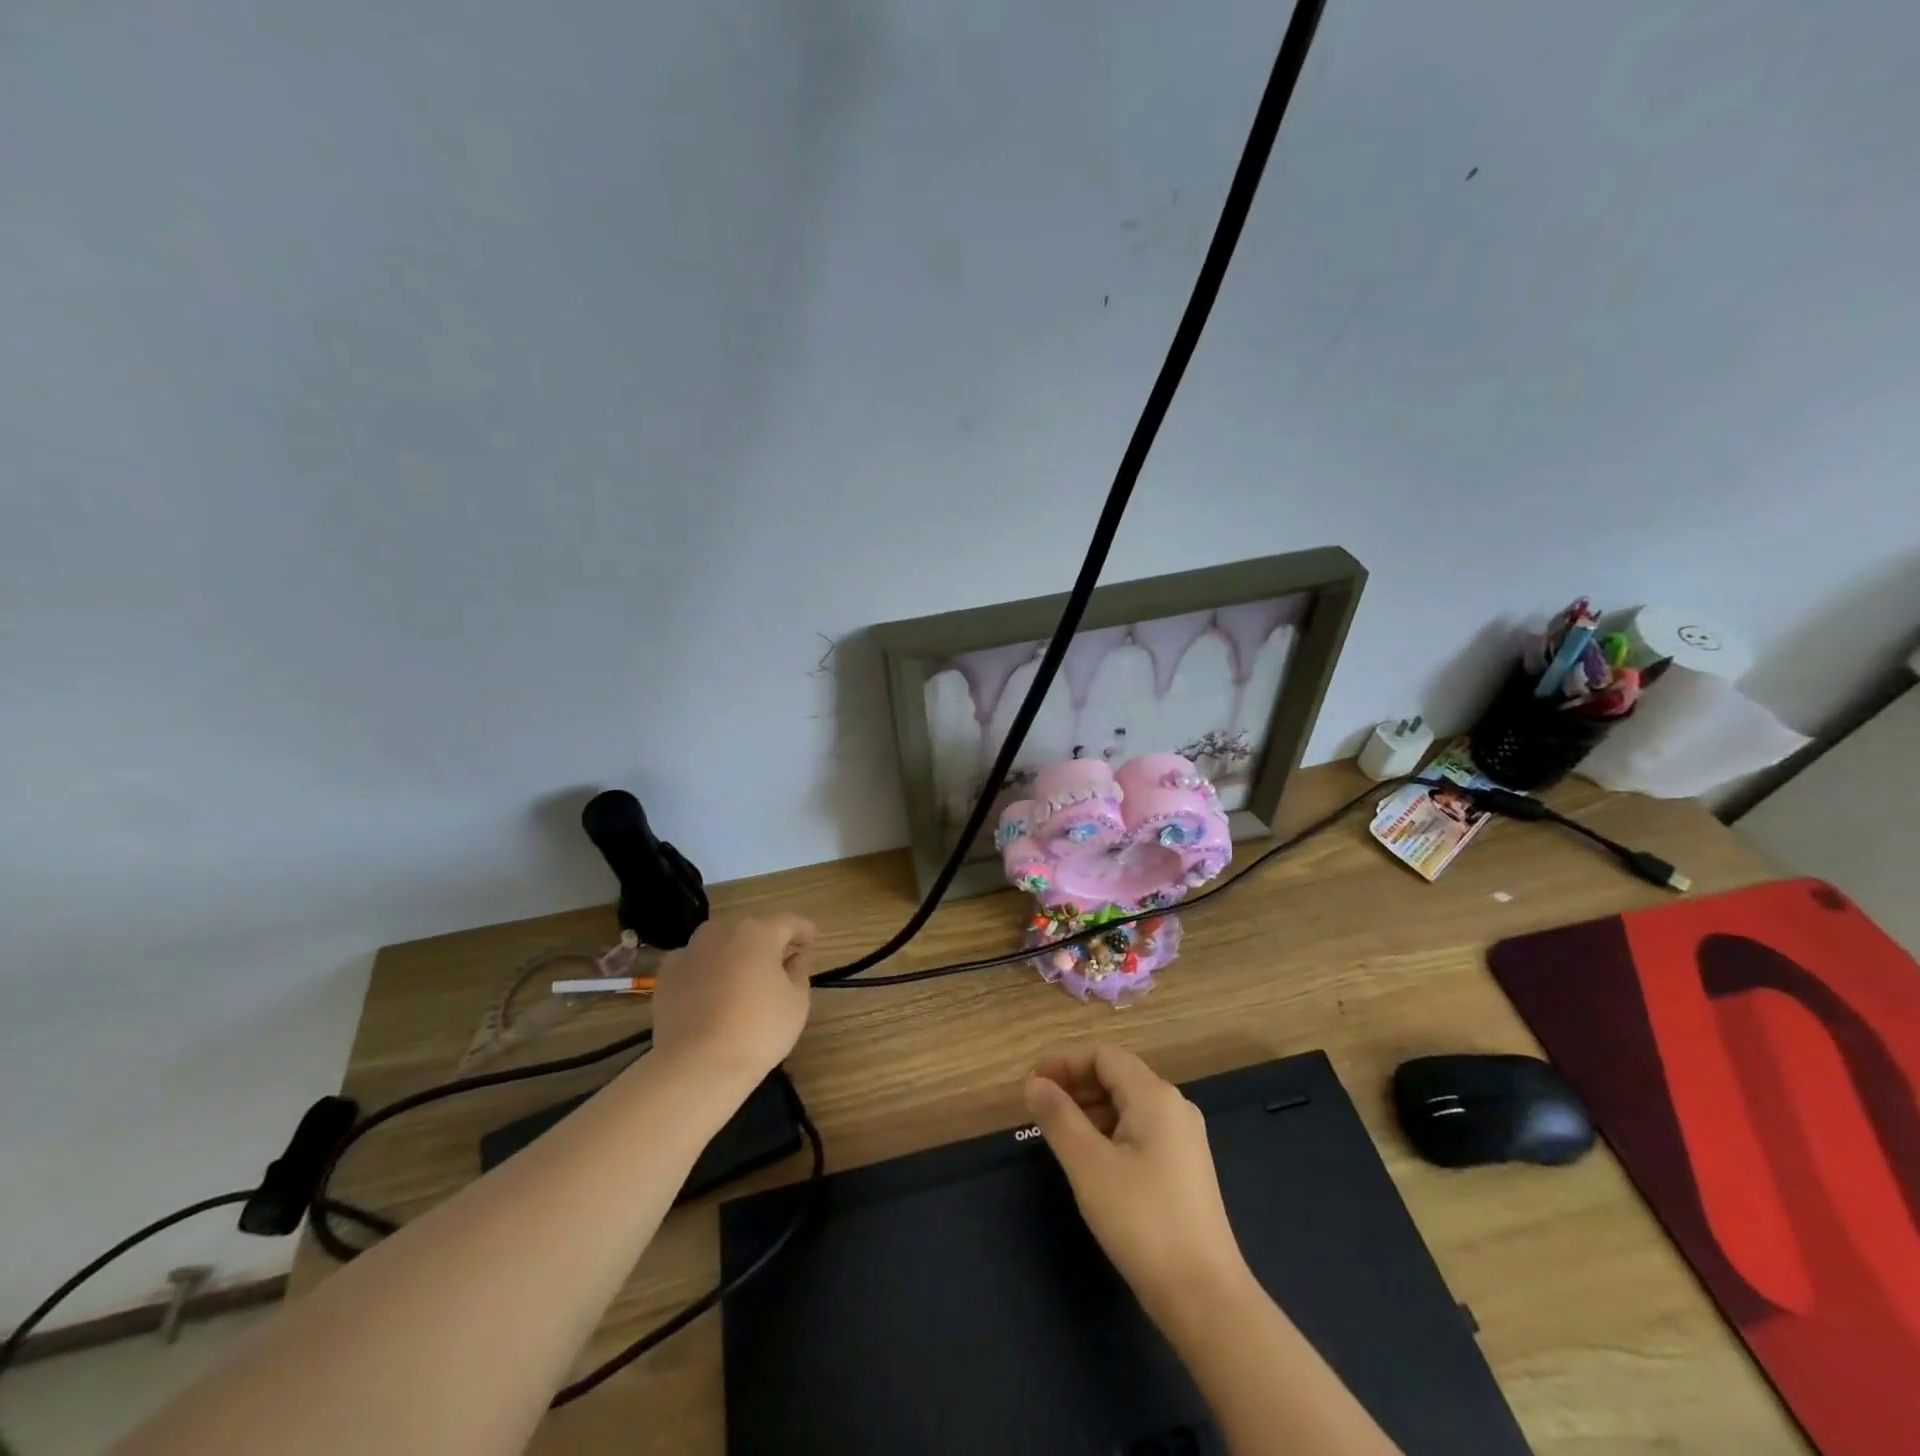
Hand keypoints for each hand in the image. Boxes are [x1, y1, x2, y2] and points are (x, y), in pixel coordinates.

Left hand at [650, 914, 815, 1080]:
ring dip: (734, 955)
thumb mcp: (797, 1001)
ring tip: (741, 982)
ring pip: (720, 944)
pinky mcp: (667, 975)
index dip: (803, 931)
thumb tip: (795, 957)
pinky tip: (710, 996)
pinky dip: (705, 972)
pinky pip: (695, 964)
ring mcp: (690, 951)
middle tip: (778, 967)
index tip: (811, 942)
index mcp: (759, 932)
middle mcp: (722, 931)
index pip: (789, 922)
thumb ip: (799, 970)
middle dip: (767, 944)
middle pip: (752, 931)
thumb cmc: (759, 1030)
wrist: (697, 1065)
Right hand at [1025, 1045, 1251, 1324]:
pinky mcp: (1186, 1169)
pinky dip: (1110, 1132)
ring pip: (1129, 1106)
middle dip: (1076, 1086)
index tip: (1033, 1084)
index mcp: (1155, 1096)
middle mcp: (1174, 1107)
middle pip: (1118, 1076)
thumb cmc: (1142, 1221)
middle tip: (1040, 1110)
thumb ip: (1058, 1118)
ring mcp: (1184, 1139)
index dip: (1066, 1063)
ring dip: (1091, 1110)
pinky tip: (1091, 1161)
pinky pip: (1141, 1131)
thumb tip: (1034, 1083)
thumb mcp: (1088, 1166)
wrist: (1205, 1297)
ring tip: (1058, 1135)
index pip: (1104, 1056)